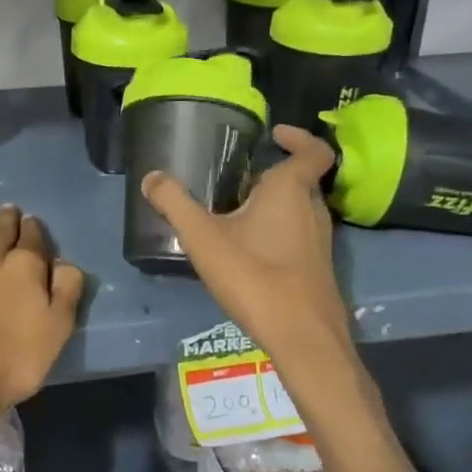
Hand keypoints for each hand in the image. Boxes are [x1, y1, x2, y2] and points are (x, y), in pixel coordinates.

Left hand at [0, 205, 85, 433]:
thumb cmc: (15, 360)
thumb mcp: (58, 329)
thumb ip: (66, 290)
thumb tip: (65, 262)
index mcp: (24, 267)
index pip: (32, 239)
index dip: (33, 229)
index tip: (32, 221)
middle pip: (0, 232)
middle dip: (7, 220)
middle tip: (8, 210)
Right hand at [141, 125, 351, 360]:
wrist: (302, 337)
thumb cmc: (254, 276)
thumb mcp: (203, 237)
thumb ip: (175, 204)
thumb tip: (151, 177)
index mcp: (291, 191)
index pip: (313, 152)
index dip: (298, 138)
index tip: (274, 134)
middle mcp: (313, 210)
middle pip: (300, 181)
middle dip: (272, 175)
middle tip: (237, 180)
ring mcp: (320, 242)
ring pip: (299, 211)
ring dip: (274, 205)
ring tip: (235, 214)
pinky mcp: (317, 269)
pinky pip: (298, 236)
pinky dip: (277, 232)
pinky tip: (247, 253)